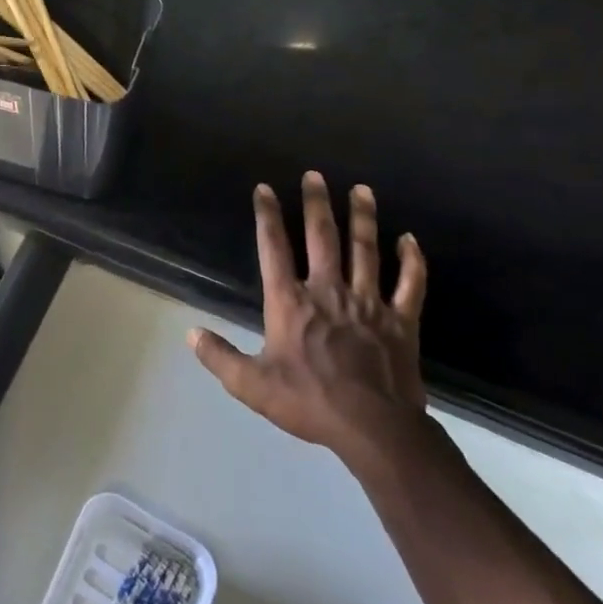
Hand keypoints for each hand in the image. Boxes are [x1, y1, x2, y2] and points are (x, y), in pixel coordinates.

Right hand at [188, 172, 428, 470]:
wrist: (373, 427)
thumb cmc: (308, 401)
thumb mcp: (251, 385)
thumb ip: (219, 357)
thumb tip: (190, 333)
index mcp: (290, 301)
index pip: (273, 248)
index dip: (267, 216)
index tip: (265, 189)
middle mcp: (327, 290)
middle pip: (322, 237)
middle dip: (316, 204)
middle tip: (315, 175)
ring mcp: (368, 303)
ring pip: (366, 250)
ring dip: (363, 218)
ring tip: (361, 189)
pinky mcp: (400, 320)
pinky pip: (409, 284)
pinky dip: (411, 261)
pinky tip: (410, 240)